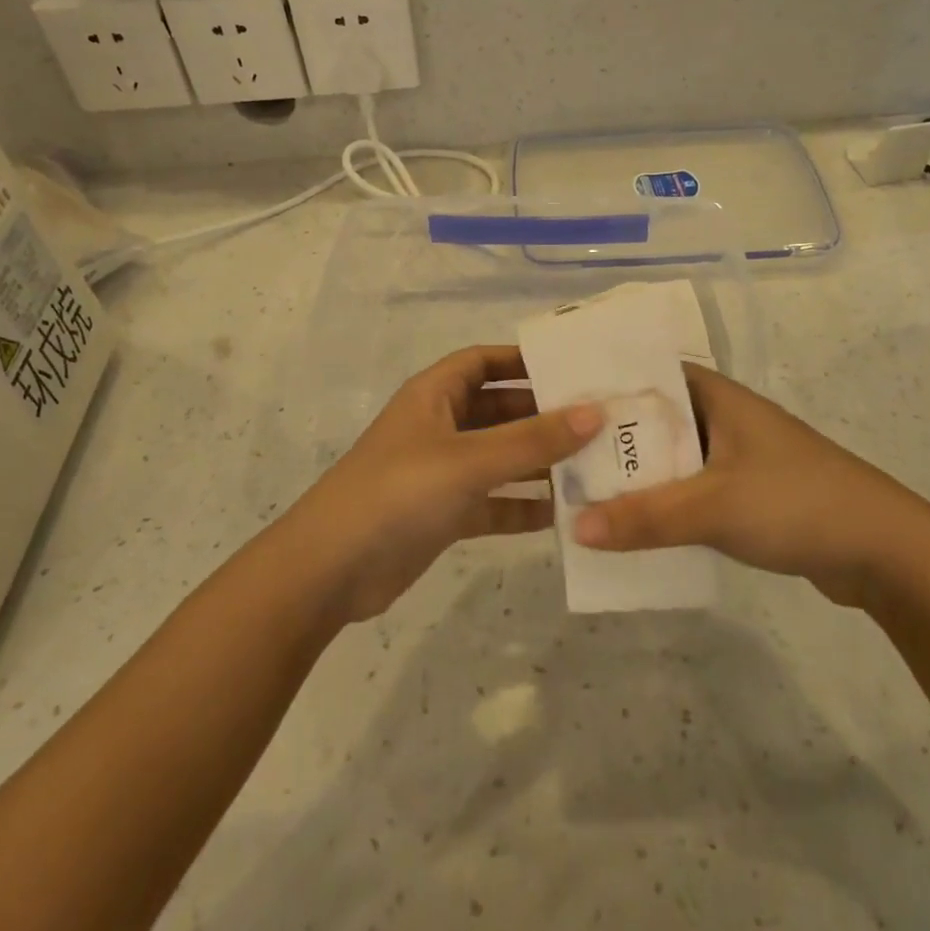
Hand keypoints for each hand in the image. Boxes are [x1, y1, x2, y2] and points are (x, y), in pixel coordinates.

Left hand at [281, 346, 602, 623]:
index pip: (483, 361)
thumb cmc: (399, 493)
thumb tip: (594, 412)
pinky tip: (560, 515)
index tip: (571, 369)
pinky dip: (520, 506)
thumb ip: (532, 439)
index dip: (522, 360)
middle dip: (542, 415)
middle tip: (598, 422)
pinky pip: (492, 502)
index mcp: (434, 395)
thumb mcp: (469, 460)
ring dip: (538, 463)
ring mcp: (440, 473)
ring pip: (499, 458)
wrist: (331, 570)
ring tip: (593, 466)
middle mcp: (438, 427)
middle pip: (498, 410)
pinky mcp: (443, 514)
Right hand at [572, 365, 929, 605]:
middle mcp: (723, 419)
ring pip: (671, 459)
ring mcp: (736, 458)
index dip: (605, 384)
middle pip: (653, 420)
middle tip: (558, 457)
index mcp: (716, 397)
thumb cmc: (796, 503)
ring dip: (636, 477)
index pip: (647, 374)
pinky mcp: (746, 494)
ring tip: (582, 493)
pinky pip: (689, 491)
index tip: (558, 402)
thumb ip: (645, 517)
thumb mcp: (713, 506)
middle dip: (611, 440)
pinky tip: (631, 526)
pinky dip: (662, 504)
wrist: (884, 552)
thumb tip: (575, 527)